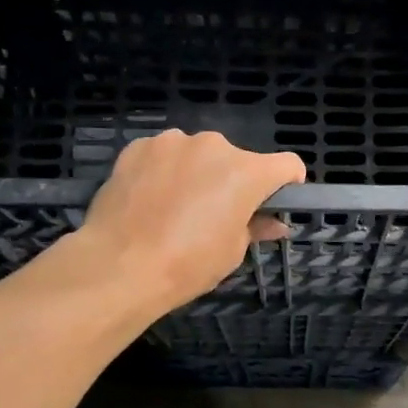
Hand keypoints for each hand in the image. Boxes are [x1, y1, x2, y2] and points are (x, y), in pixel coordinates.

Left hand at [82, 130, 304, 308]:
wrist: (120, 264)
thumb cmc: (188, 263)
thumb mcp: (232, 251)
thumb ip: (255, 227)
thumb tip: (274, 224)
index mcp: (247, 172)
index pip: (287, 165)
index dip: (287, 184)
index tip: (275, 203)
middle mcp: (214, 146)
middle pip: (237, 160)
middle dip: (232, 181)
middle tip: (216, 215)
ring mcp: (172, 142)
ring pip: (197, 155)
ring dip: (197, 173)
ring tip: (176, 208)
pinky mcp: (138, 146)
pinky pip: (164, 156)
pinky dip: (165, 171)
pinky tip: (150, 200)